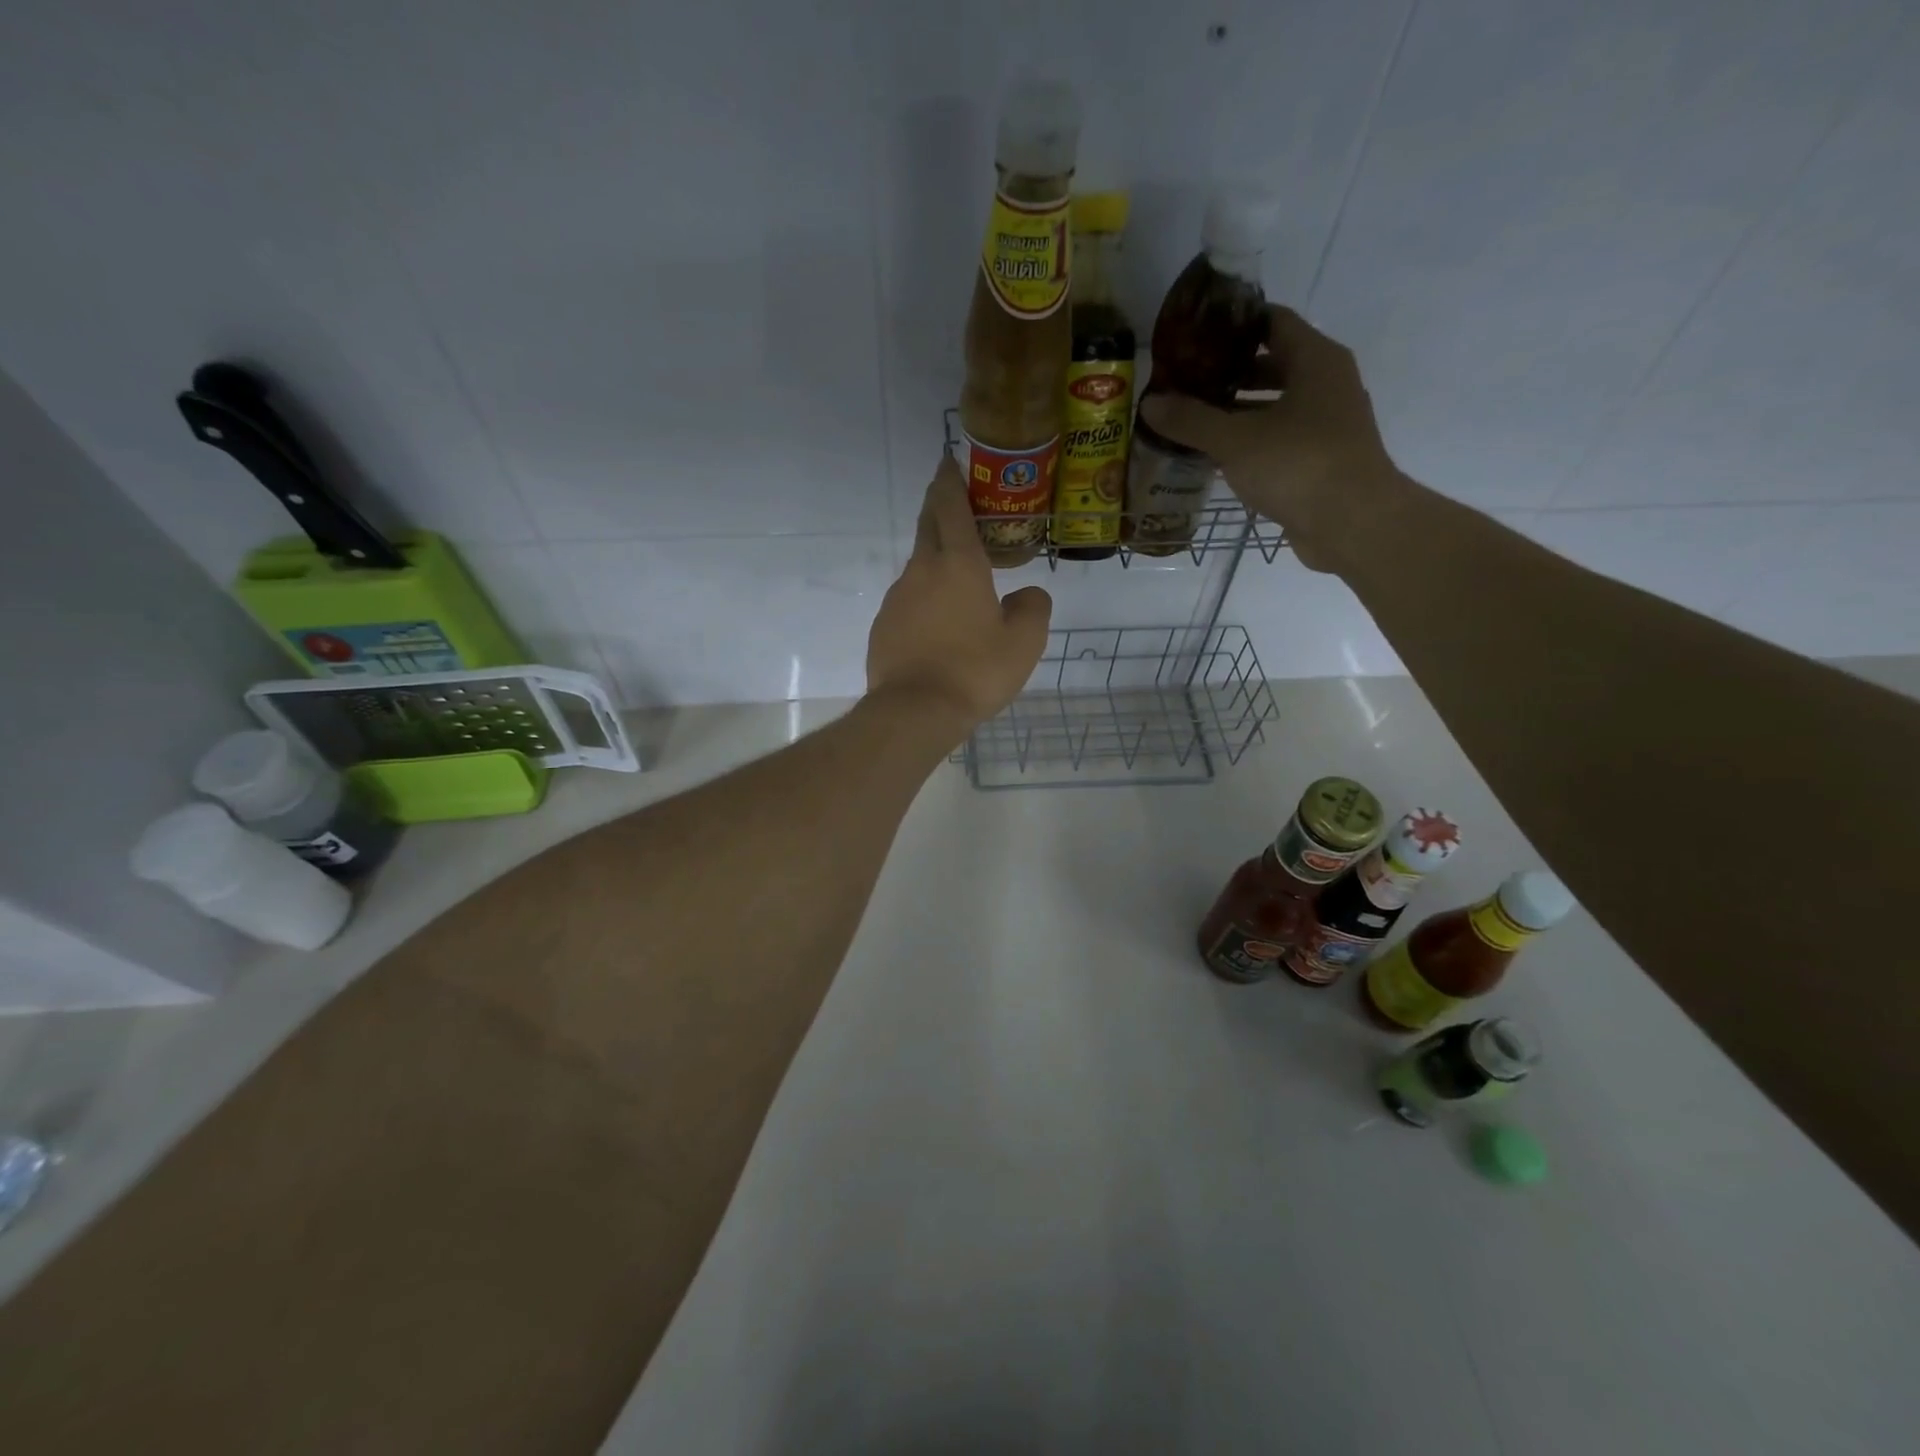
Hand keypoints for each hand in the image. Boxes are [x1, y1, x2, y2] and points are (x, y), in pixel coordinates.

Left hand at [866, 456, 1051, 736]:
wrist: (915, 712)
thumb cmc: (975, 671)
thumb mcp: (1024, 642)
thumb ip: (1032, 608)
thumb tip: (1026, 595)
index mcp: (958, 564)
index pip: (951, 506)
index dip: (951, 480)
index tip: (950, 461)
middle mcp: (922, 571)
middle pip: (928, 526)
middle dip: (939, 507)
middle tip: (955, 501)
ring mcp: (896, 598)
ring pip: (918, 567)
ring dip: (935, 561)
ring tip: (958, 579)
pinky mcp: (883, 626)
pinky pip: (908, 601)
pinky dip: (924, 599)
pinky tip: (938, 625)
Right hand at [1139, 306, 1400, 573]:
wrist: (1352, 523)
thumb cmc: (1298, 464)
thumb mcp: (1235, 440)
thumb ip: (1191, 420)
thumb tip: (1150, 402)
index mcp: (1315, 360)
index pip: (1272, 321)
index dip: (1233, 325)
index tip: (1194, 335)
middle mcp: (1327, 383)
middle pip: (1272, 364)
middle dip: (1228, 373)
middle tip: (1185, 381)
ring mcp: (1327, 423)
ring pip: (1275, 405)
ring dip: (1236, 411)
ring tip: (1192, 419)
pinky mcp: (1320, 460)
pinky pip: (1278, 439)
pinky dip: (1249, 441)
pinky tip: (1215, 455)